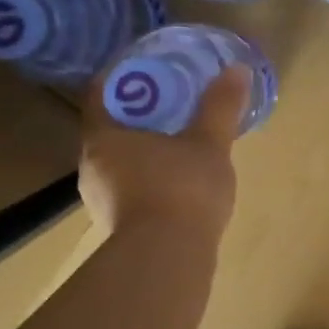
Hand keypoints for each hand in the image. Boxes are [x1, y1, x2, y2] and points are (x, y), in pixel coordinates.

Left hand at [78, 64, 248, 242]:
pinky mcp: (117, 227)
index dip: (122, 77)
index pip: (101, 94)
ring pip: (119, 162)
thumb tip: (237, 69)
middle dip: (137, 114)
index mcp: (103, 137)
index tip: (148, 69)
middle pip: (109, 128)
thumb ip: (220, 107)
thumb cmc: (182, 190)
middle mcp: (92, 166)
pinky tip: (176, 182)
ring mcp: (101, 200)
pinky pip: (129, 189)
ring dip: (142, 149)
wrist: (169, 260)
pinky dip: (148, 178)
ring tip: (176, 140)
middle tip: (170, 101)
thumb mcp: (209, 144)